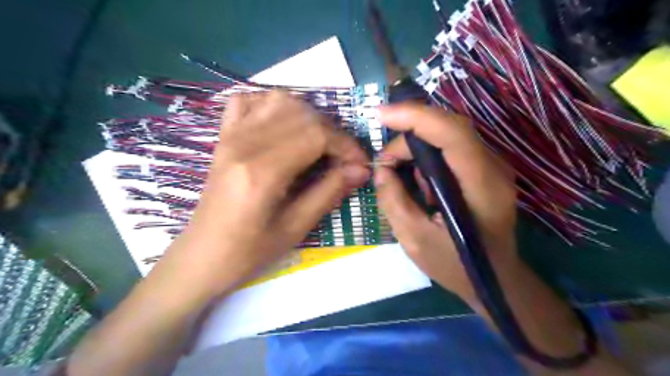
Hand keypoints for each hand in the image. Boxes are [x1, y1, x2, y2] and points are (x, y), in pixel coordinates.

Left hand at [163, 89, 370, 299]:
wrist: (202, 257)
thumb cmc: (249, 251)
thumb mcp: (295, 227)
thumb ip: (329, 192)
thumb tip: (360, 170)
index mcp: (262, 171)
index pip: (316, 135)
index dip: (346, 145)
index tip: (360, 164)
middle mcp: (244, 144)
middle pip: (302, 114)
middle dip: (333, 132)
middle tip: (342, 158)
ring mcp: (230, 136)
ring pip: (278, 100)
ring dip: (308, 116)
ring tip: (319, 142)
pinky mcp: (223, 138)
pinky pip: (248, 101)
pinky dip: (273, 105)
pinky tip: (284, 124)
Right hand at [375, 103, 513, 302]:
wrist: (496, 281)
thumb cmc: (457, 266)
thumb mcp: (415, 240)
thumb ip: (393, 201)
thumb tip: (382, 171)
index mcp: (481, 185)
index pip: (451, 132)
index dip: (414, 117)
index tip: (380, 114)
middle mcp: (492, 167)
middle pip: (448, 127)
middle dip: (409, 136)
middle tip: (385, 163)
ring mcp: (491, 166)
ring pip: (448, 134)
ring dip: (416, 147)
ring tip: (397, 173)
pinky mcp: (483, 170)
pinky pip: (451, 148)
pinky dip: (427, 156)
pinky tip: (417, 180)